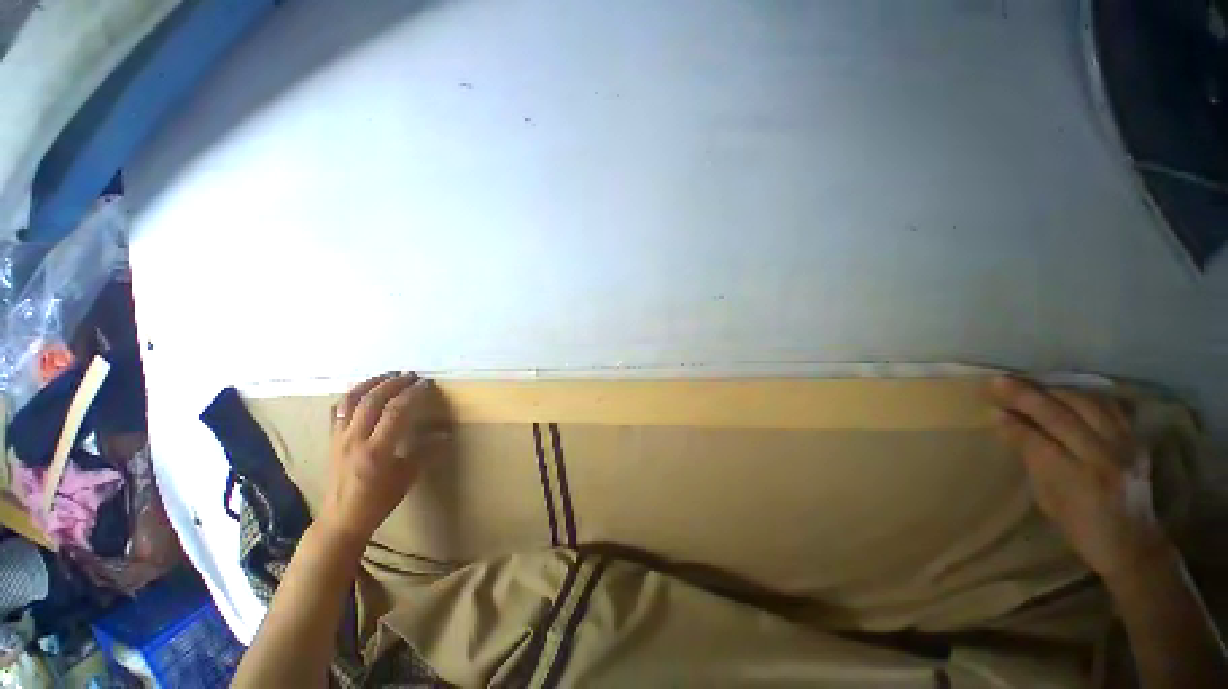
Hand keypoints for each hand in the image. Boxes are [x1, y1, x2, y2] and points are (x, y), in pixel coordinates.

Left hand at [317, 372, 447, 547]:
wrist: (341, 518)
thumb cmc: (378, 500)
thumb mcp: (407, 478)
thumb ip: (426, 452)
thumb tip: (446, 434)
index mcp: (377, 451)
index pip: (396, 411)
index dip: (413, 394)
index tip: (426, 384)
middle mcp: (355, 439)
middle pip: (373, 400)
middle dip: (394, 383)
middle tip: (411, 376)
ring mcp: (339, 438)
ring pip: (351, 400)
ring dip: (371, 383)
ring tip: (389, 376)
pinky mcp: (331, 439)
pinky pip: (338, 409)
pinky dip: (352, 395)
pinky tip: (365, 391)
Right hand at [989, 376, 1174, 585]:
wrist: (1133, 542)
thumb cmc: (1080, 527)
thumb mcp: (1048, 500)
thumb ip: (1032, 460)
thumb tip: (1007, 426)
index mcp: (1076, 479)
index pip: (1038, 441)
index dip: (1012, 424)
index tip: (989, 410)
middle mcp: (1102, 457)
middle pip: (1061, 416)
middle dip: (1026, 397)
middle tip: (998, 382)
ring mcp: (1123, 445)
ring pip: (1086, 404)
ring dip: (1053, 390)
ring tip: (1029, 384)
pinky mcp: (1135, 439)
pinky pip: (1108, 407)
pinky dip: (1083, 396)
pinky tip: (1067, 393)